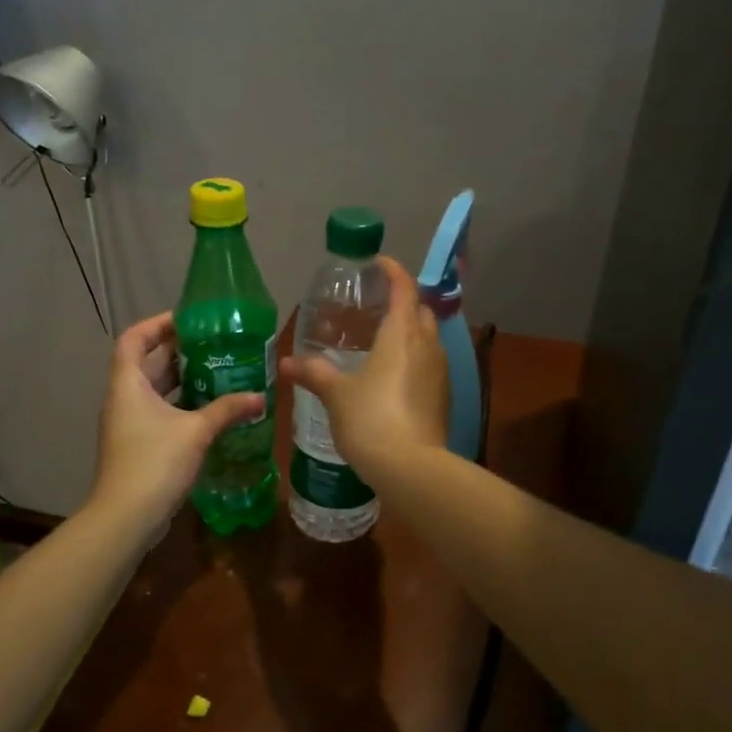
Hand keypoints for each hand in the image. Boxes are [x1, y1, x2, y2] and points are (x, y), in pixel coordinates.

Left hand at [89, 311, 264, 531]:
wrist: (126, 517)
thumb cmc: (155, 462)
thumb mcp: (196, 431)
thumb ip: (227, 410)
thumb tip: (260, 397)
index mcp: (128, 384)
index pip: (134, 338)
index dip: (157, 323)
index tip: (189, 320)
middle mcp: (124, 398)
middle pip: (147, 362)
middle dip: (178, 351)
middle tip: (215, 344)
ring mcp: (129, 423)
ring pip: (155, 389)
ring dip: (182, 379)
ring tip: (218, 372)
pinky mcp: (138, 444)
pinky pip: (159, 412)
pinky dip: (181, 405)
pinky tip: (210, 410)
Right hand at [279, 255, 447, 480]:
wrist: (411, 468)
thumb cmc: (370, 419)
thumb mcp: (336, 394)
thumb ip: (314, 373)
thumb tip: (287, 362)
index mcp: (402, 334)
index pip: (403, 288)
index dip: (392, 271)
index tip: (377, 264)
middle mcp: (427, 345)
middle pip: (420, 310)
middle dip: (402, 302)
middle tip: (374, 307)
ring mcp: (440, 372)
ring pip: (428, 338)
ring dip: (410, 332)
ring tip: (381, 340)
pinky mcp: (444, 397)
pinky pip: (430, 364)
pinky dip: (414, 359)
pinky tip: (392, 376)